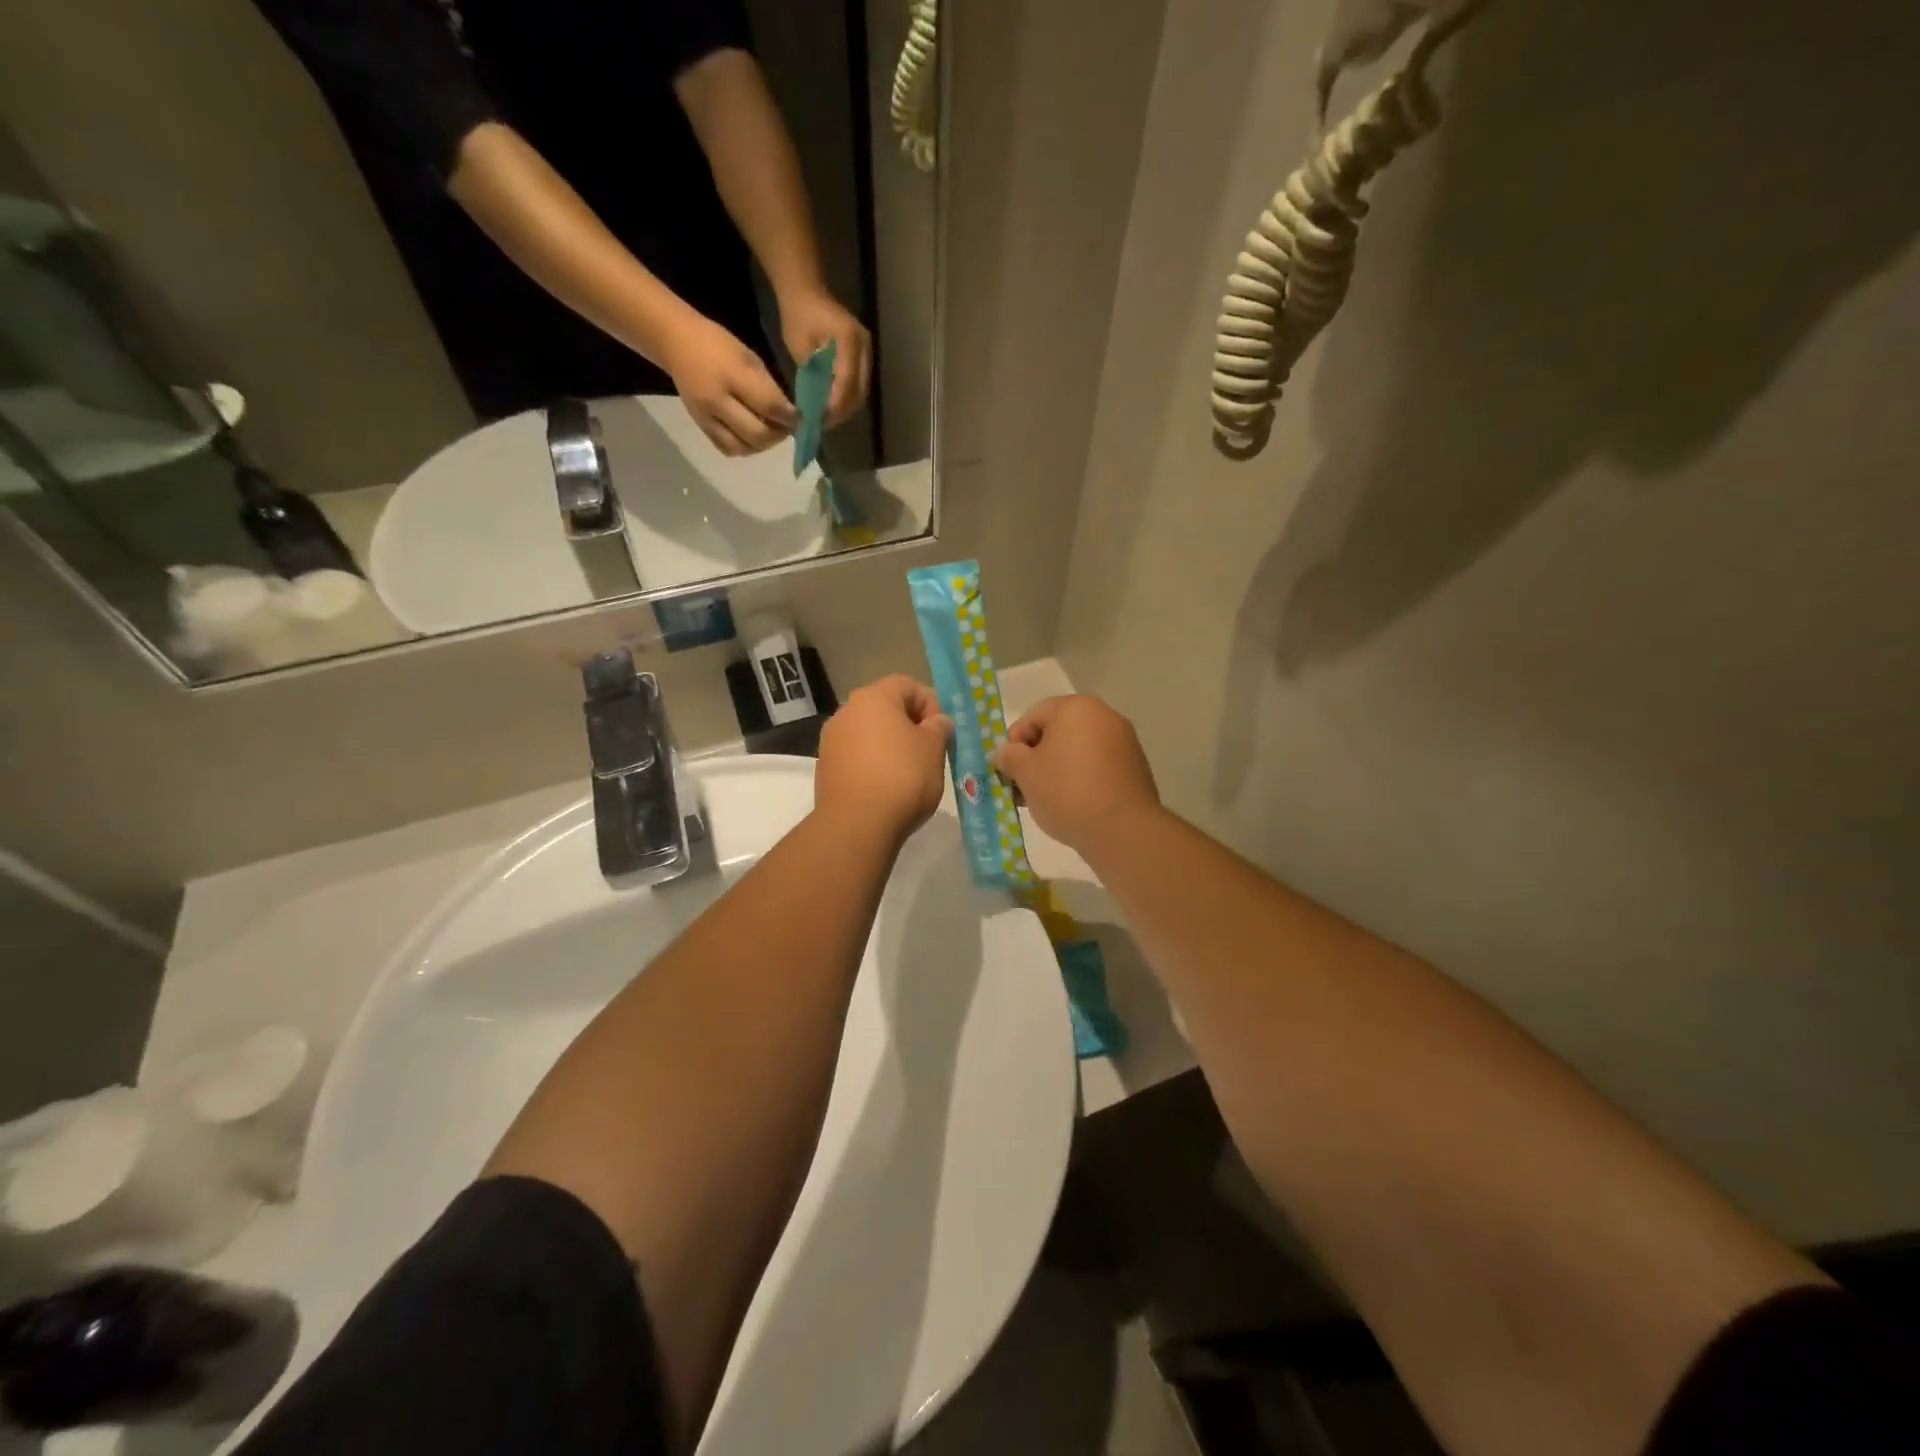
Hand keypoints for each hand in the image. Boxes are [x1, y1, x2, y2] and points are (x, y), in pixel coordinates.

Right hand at [665, 314, 797, 456]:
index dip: (791, 418)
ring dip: (763, 444)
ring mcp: (707, 417)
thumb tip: (791, 415)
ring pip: (744, 447)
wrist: (676, 343)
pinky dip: (745, 447)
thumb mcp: (749, 358)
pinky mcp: (701, 427)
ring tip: (770, 431)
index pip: (770, 406)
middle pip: (758, 434)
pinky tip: (751, 437)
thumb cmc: (719, 345)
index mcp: (733, 375)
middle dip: (779, 435)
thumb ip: (769, 389)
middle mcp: (718, 401)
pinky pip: (728, 449)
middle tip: (787, 427)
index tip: (804, 419)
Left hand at [778, 287, 871, 425]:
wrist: (806, 291)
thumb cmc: (798, 315)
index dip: (835, 405)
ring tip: (827, 418)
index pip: (847, 382)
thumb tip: (815, 406)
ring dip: (846, 407)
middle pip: (859, 390)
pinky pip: (859, 383)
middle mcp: (864, 347)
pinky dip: (847, 397)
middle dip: (842, 411)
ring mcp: (866, 351)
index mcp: (849, 341)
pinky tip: (832, 405)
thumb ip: (812, 376)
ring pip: (861, 390)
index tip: (821, 420)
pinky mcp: (863, 356)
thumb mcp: (800, 347)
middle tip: (823, 424)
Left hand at [815, 676, 952, 845]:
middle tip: (929, 751)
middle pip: (886, 708)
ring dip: (890, 745)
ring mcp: (831, 740)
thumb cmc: (902, 777)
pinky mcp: (825, 767)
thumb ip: (939, 727)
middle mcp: (846, 711)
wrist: (857, 825)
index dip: (930, 704)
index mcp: (873, 697)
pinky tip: (886, 787)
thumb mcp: (934, 748)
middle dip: (909, 725)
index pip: (908, 685)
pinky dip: (873, 763)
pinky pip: (857, 755)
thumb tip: (937, 721)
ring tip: (909, 772)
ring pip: (870, 733)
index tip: (941, 732)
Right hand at [993, 696, 1160, 852]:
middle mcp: (1105, 716)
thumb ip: (1010, 756)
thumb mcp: (1025, 773)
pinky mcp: (1136, 767)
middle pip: (1058, 731)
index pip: (1034, 715)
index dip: (1015, 741)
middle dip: (1037, 757)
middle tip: (1023, 786)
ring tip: (1046, 799)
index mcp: (1076, 708)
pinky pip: (1098, 766)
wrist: (1122, 829)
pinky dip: (1082, 778)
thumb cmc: (1066, 791)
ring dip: (1058, 769)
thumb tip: (1007, 752)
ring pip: (1078, 750)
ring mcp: (1125, 741)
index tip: (1008, 769)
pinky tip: (1073, 804)